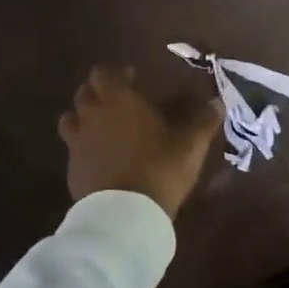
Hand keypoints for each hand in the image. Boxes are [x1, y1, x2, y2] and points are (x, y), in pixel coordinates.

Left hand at [57, 65, 223, 218]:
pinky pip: (74, 149)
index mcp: (118, 101)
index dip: (116, 72)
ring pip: (71, 120)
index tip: (132, 77)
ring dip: (84, 117)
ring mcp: (77, 144)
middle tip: (119, 100)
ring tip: (104, 127)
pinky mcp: (72, 171)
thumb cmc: (159, 168)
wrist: (124, 215)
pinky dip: (84, 147)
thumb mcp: (191, 144)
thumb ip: (203, 120)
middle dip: (99, 92)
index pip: (104, 72)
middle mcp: (92, 116)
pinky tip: (102, 158)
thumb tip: (217, 102)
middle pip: (84, 93)